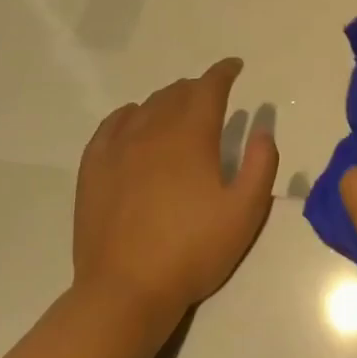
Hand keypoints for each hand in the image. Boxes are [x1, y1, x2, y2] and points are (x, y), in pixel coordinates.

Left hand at [72, 58, 279, 325]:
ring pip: (146, 106)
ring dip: (167, 100)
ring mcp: (118, 149)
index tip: (234, 67)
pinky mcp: (94, 169)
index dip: (223, 73)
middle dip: (198, 88)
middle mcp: (153, 131)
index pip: (209, 89)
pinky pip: (111, 126)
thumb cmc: (193, 251)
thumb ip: (262, 166)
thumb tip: (262, 132)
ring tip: (179, 109)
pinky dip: (130, 115)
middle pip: (176, 93)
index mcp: (191, 137)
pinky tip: (134, 121)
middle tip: (212, 96)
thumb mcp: (246, 212)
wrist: (126, 290)